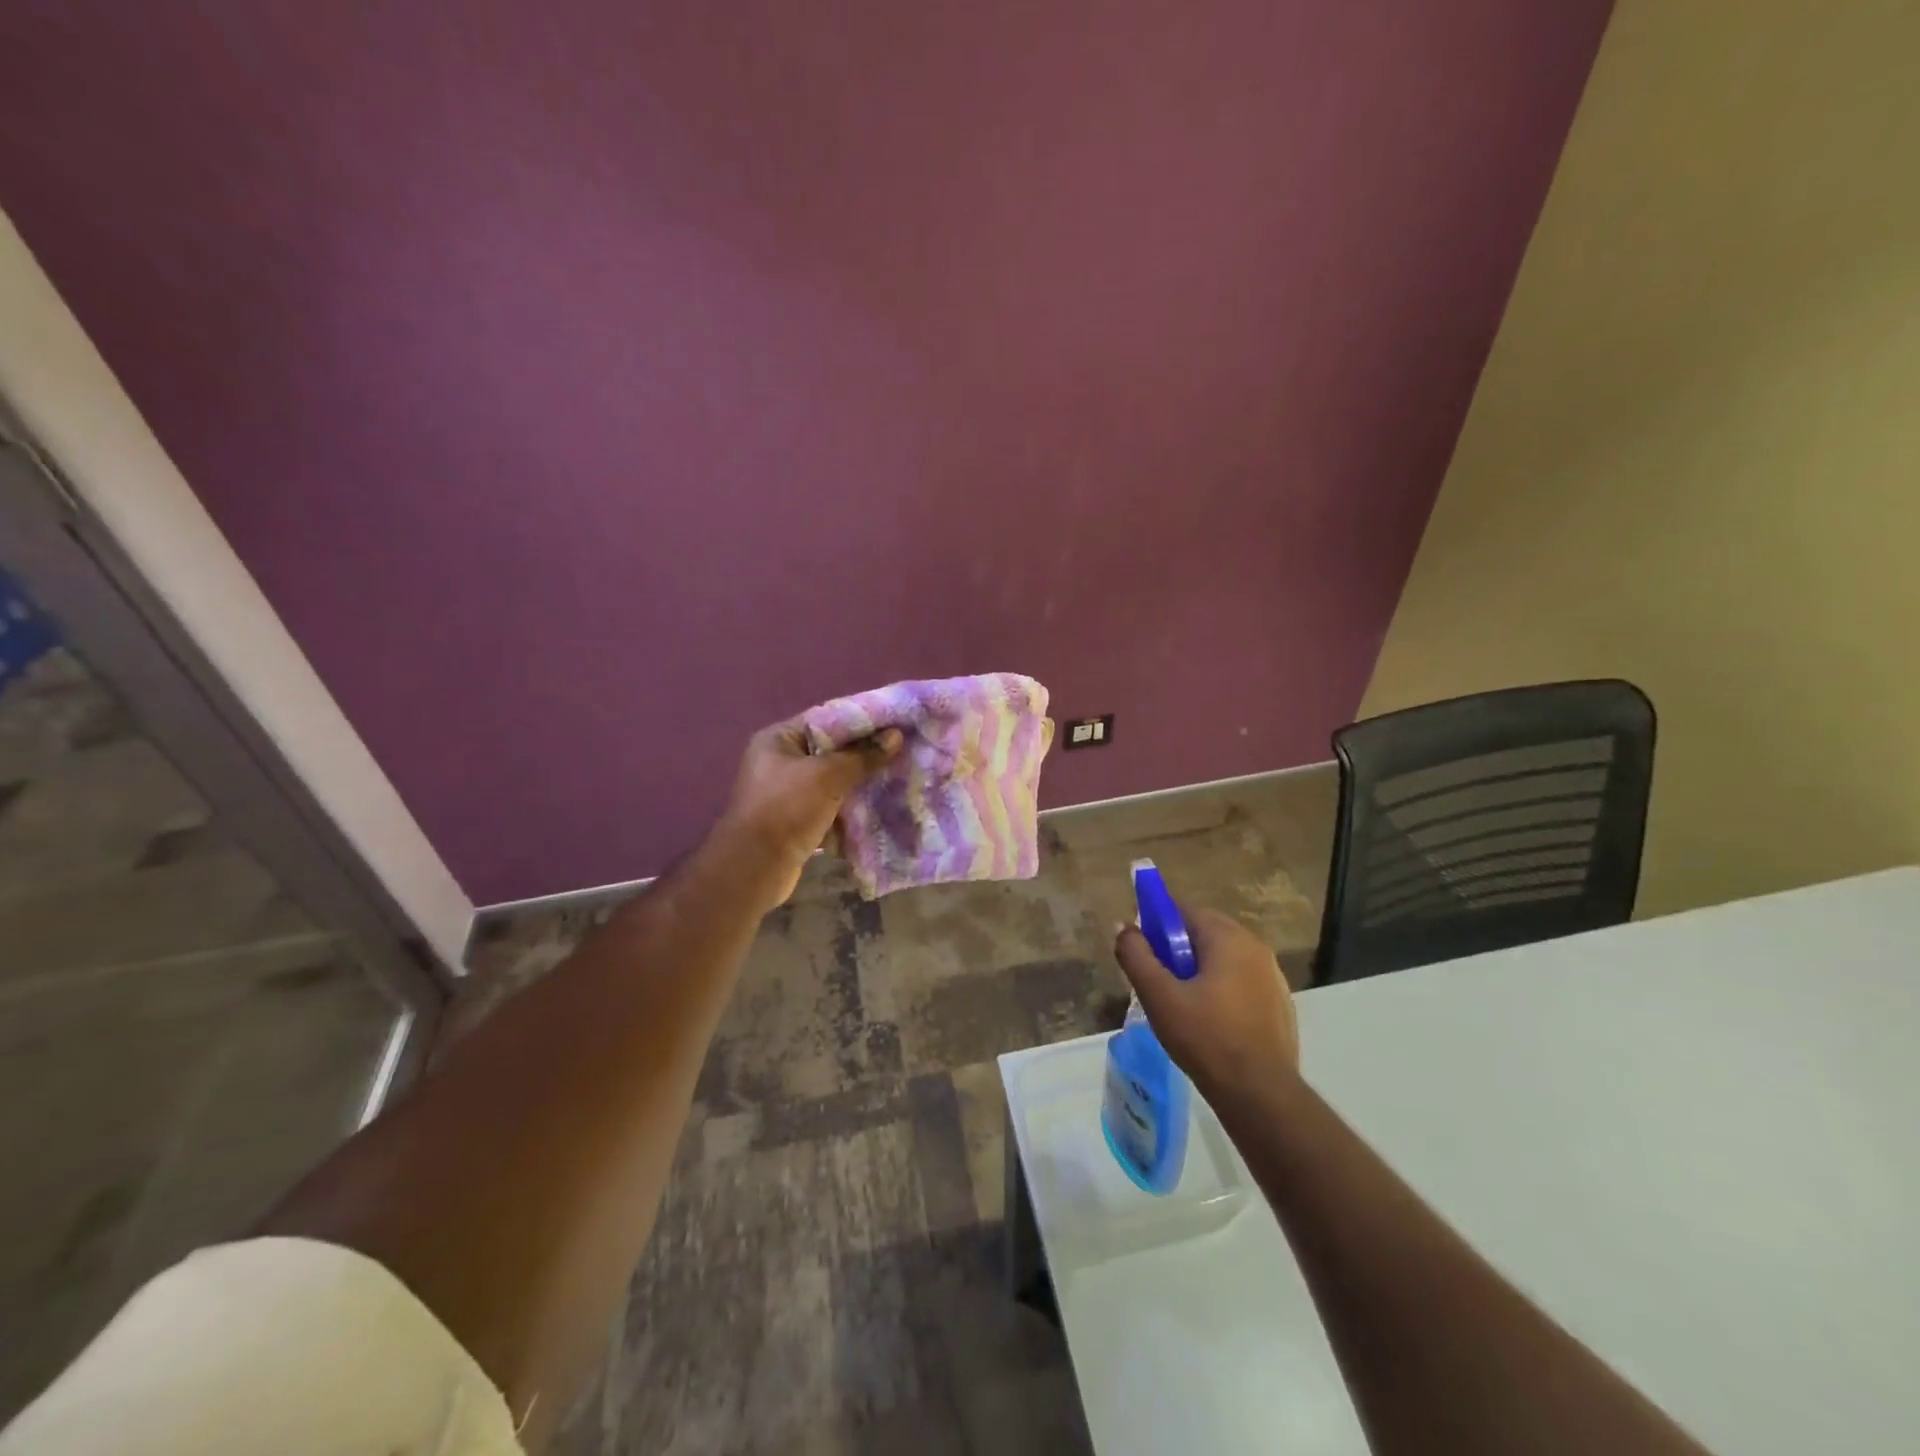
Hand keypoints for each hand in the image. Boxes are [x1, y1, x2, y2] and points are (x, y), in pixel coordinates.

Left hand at [715, 716, 902, 910]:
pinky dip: (851, 811)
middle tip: (901, 753)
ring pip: (833, 783)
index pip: (826, 720)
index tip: (894, 724)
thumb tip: (896, 736)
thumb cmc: (786, 809)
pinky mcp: (796, 822)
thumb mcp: (827, 776)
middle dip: (865, 756)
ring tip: (897, 780)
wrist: (754, 868)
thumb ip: (862, 756)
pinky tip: (880, 810)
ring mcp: (787, 795)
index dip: (861, 722)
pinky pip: (830, 809)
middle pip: (831, 752)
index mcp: (778, 739)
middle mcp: (780, 763)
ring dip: (861, 785)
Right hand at [1114, 906, 1299, 1102]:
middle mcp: (1255, 947)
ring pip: (1223, 959)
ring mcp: (1273, 976)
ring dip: (1199, 970)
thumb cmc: (1206, 1038)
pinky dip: (1221, 990)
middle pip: (1204, 933)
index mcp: (1227, 937)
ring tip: (1181, 1004)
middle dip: (1177, 949)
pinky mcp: (1280, 1003)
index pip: (1184, 911)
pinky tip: (1210, 1022)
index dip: (1156, 925)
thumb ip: (1136, 956)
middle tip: (1158, 981)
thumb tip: (1123, 927)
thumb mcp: (1159, 996)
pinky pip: (1241, 981)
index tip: (1142, 950)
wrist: (1261, 1094)